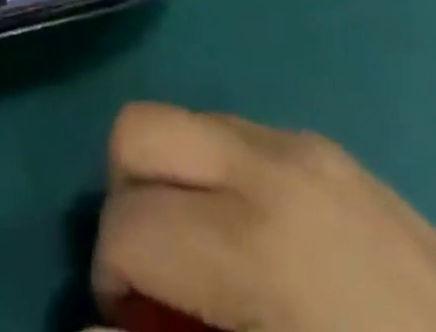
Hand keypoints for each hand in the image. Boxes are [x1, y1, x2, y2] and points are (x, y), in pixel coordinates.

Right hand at [92, 104, 435, 331]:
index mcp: (255, 242)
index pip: (127, 221)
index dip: (107, 276)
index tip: (131, 323)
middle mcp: (268, 164)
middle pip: (138, 129)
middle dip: (123, 199)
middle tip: (151, 275)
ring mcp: (302, 144)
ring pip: (184, 124)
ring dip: (171, 185)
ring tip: (205, 264)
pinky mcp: (328, 147)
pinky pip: (235, 136)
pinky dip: (216, 179)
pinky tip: (258, 249)